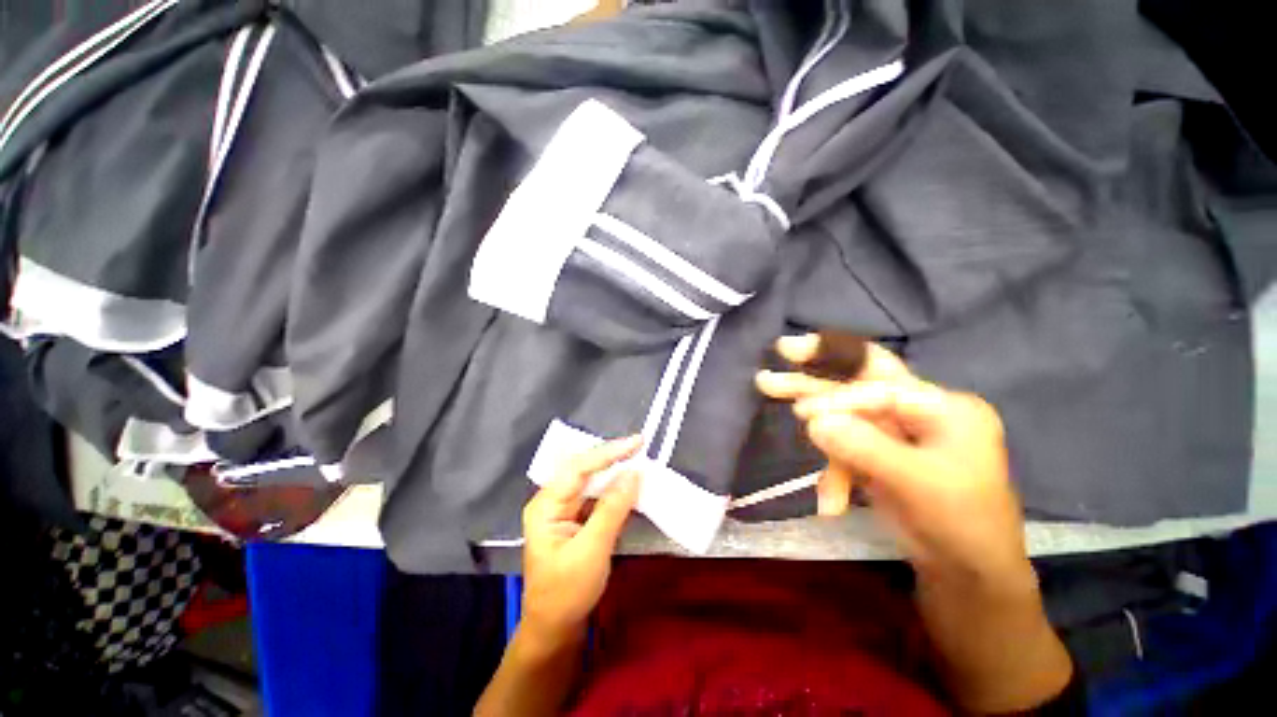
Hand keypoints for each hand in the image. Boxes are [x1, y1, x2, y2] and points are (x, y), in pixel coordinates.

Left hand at [521, 435, 642, 642]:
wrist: (554, 630)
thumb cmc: (567, 593)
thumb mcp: (592, 550)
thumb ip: (612, 509)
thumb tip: (634, 474)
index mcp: (546, 505)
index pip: (579, 468)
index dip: (608, 452)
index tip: (637, 442)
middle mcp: (552, 501)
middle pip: (583, 469)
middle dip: (611, 457)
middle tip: (639, 446)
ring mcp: (563, 510)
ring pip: (591, 481)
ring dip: (614, 471)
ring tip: (637, 459)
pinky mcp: (575, 520)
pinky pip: (596, 496)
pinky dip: (614, 490)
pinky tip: (628, 484)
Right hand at [755, 334, 1030, 592]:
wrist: (969, 576)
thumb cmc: (960, 525)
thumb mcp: (916, 484)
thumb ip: (863, 448)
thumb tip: (811, 422)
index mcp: (943, 407)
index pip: (880, 386)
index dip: (839, 397)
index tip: (802, 413)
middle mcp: (918, 411)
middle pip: (860, 382)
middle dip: (819, 372)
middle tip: (783, 348)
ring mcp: (895, 434)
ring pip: (845, 414)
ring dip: (815, 424)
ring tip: (767, 387)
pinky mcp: (878, 455)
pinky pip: (844, 449)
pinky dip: (833, 473)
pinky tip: (830, 501)